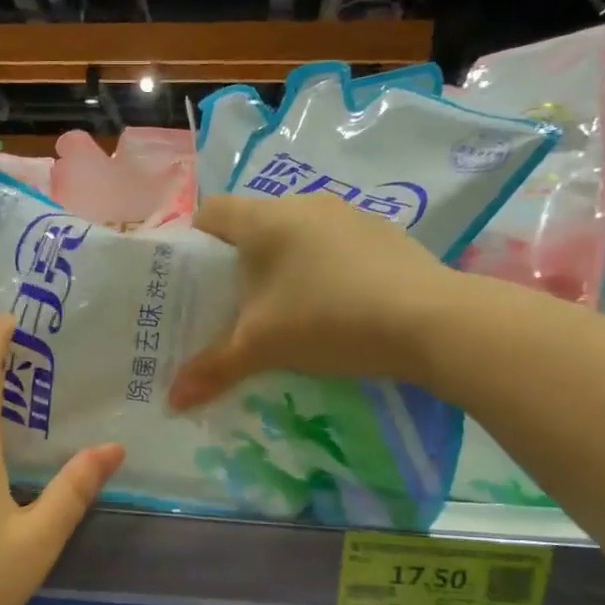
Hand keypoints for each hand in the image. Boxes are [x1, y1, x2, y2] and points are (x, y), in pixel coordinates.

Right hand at [169, 193, 453, 409]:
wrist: (432, 321)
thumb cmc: (329, 320)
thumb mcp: (263, 348)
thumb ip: (213, 368)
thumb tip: (172, 399)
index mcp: (265, 219)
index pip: (210, 212)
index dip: (192, 243)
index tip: (189, 282)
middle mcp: (304, 204)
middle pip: (253, 226)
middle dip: (237, 263)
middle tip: (231, 306)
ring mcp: (349, 215)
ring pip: (296, 236)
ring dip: (283, 266)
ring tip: (282, 311)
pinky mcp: (383, 234)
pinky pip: (334, 246)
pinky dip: (322, 269)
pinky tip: (334, 308)